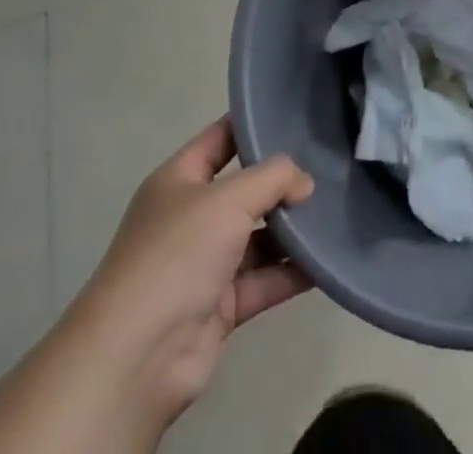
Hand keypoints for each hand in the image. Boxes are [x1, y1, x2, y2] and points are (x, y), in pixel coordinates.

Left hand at [74, 118, 314, 442]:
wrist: (138, 357)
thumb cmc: (176, 254)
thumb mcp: (228, 199)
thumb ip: (273, 178)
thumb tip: (304, 182)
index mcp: (178, 180)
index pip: (220, 139)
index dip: (252, 125)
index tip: (294, 115)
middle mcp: (191, 217)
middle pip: (244, 190)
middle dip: (281, 181)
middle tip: (327, 166)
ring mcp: (205, 263)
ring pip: (257, 237)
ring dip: (291, 229)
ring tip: (334, 211)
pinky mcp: (220, 306)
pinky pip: (263, 280)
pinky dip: (291, 272)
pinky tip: (325, 260)